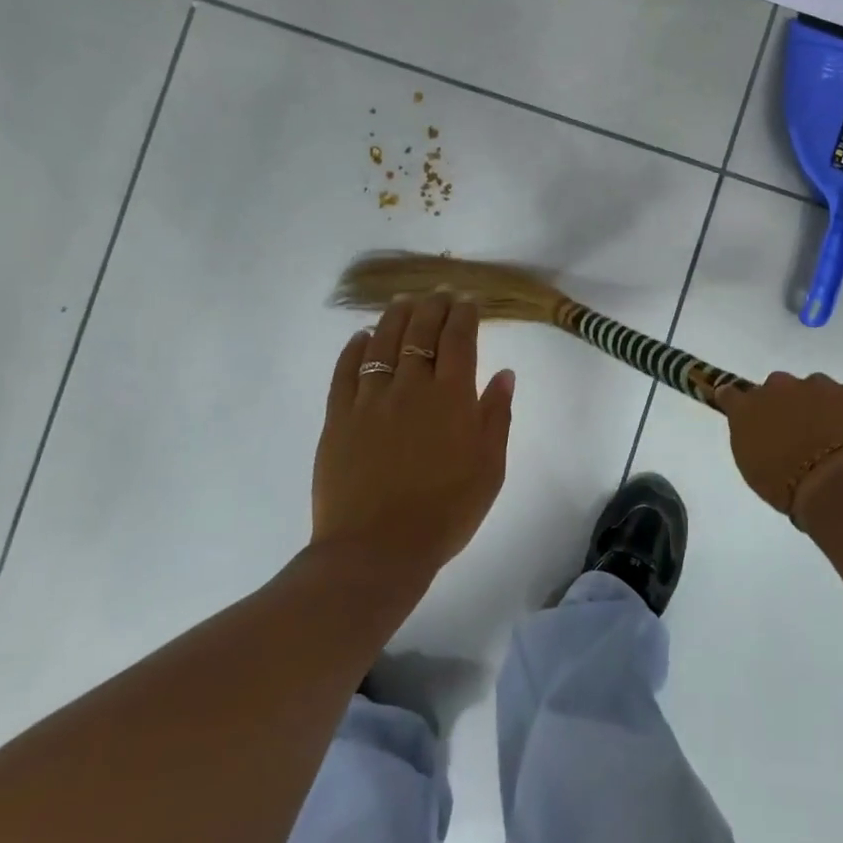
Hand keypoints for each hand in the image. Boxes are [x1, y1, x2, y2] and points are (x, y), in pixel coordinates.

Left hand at [311, 293, 515, 580]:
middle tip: (438, 293)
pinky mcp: (338, 418)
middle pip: (421, 332)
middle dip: (432, 306)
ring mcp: (370, 400)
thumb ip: (497, 416)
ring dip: (395, 317)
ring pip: (383, 343)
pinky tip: (362, 337)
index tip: (466, 301)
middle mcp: (411, 387)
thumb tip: (504, 373)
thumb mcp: (489, 468)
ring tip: (403, 302)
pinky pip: (345, 372)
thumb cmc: (446, 512)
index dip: (463, 315)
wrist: (378, 550)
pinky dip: (355, 348)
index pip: (459, 339)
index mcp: (452, 398)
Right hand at [716, 371, 842, 526]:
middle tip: (796, 432)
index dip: (739, 402)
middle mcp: (779, 387)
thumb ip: (754, 441)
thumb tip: (762, 434)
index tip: (746, 413)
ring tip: (830, 435)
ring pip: (815, 388)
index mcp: (748, 409)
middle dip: (785, 403)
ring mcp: (818, 386)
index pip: (732, 394)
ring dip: (818, 405)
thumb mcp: (755, 468)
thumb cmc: (787, 486)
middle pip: (777, 387)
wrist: (840, 483)